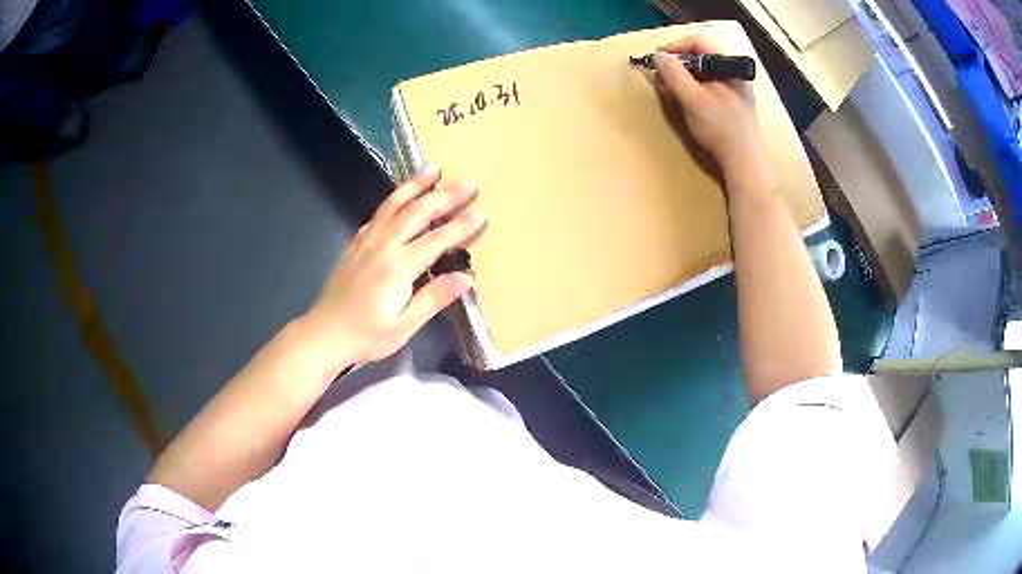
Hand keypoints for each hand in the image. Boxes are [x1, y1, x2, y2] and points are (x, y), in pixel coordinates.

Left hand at [305, 166, 485, 365]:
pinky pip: (376, 215)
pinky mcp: (354, 244)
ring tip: (432, 168)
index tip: (480, 212)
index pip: (436, 240)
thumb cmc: (367, 335)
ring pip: (393, 205)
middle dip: (444, 196)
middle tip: (468, 183)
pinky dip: (391, 200)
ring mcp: (365, 242)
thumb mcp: (404, 326)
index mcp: (398, 268)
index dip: (460, 226)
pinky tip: (399, 196)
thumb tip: (466, 278)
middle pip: (416, 213)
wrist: (324, 334)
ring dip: (415, 185)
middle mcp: (383, 246)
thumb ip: (433, 298)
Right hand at [653, 37, 765, 173]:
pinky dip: (690, 88)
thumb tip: (658, 55)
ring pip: (702, 72)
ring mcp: (733, 88)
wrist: (742, 161)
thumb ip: (674, 74)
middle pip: (699, 57)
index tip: (657, 60)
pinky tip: (681, 99)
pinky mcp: (730, 103)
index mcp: (729, 66)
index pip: (698, 43)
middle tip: (659, 77)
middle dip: (676, 64)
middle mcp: (733, 72)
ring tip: (667, 89)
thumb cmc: (720, 128)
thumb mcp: (693, 99)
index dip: (675, 48)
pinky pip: (706, 86)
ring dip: (681, 77)